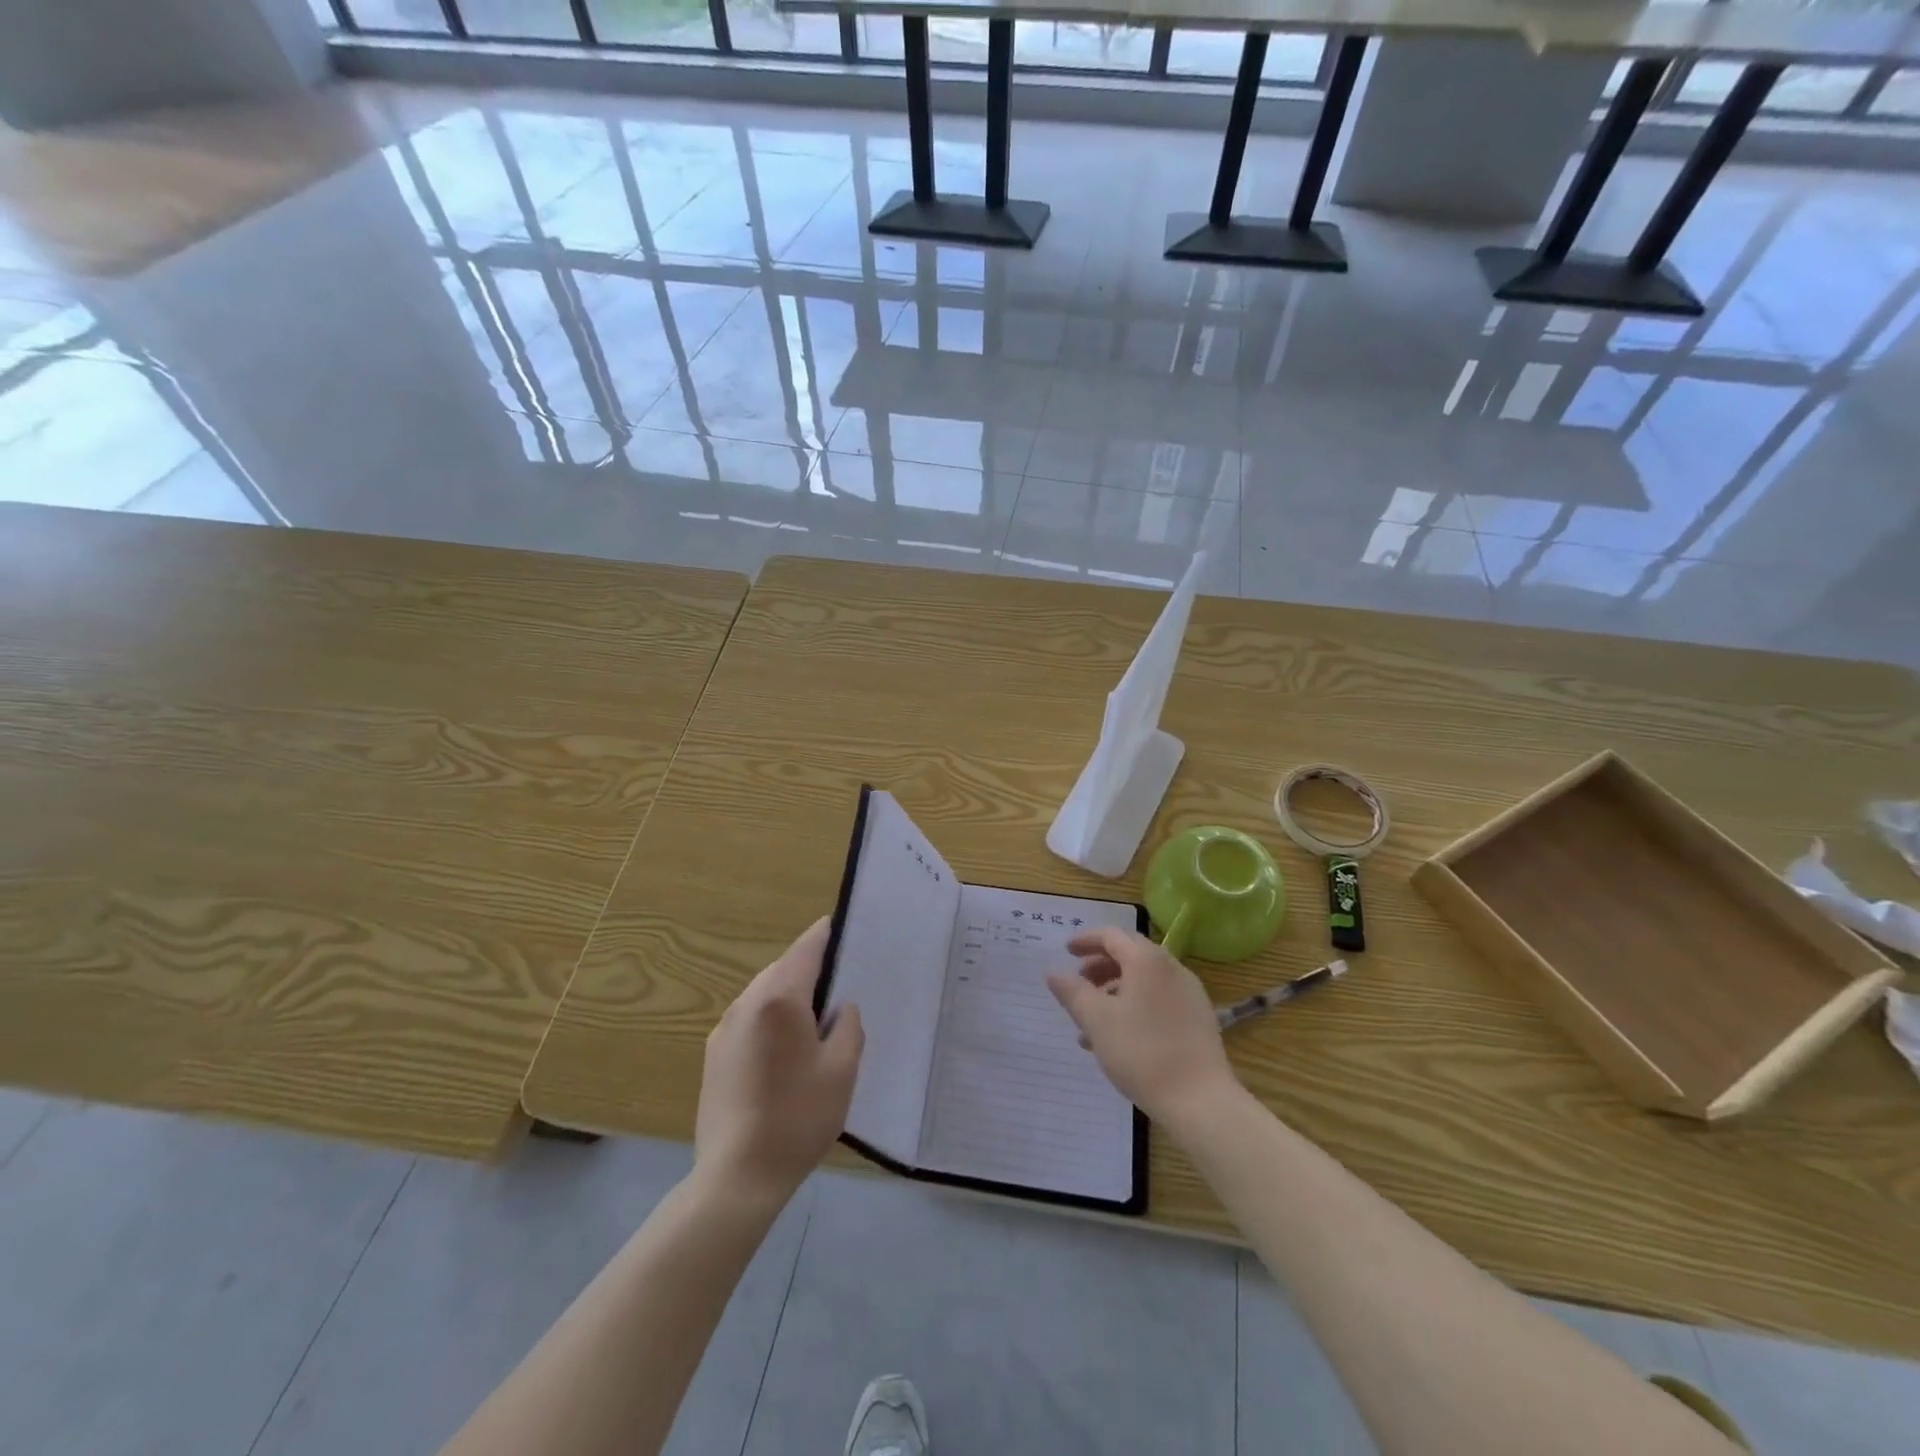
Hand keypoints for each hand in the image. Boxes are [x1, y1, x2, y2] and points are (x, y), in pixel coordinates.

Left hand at [694, 917, 863, 1206]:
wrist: (736, 1178)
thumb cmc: (797, 1117)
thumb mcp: (842, 1070)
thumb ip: (848, 1026)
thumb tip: (840, 1008)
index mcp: (779, 999)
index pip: (806, 949)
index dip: (826, 934)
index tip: (842, 926)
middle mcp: (746, 1003)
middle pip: (783, 969)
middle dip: (810, 969)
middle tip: (841, 984)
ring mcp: (724, 1029)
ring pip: (764, 994)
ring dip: (789, 995)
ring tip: (817, 1020)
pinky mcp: (714, 1055)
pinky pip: (749, 1019)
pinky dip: (771, 1018)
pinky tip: (786, 1051)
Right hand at [1047, 927, 1237, 1125]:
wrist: (1200, 1101)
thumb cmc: (1142, 1052)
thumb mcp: (1097, 1021)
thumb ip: (1073, 992)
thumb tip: (1053, 972)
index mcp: (1147, 960)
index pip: (1112, 936)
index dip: (1086, 940)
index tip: (1066, 951)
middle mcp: (1171, 968)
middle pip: (1130, 955)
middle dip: (1100, 966)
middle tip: (1079, 983)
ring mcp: (1189, 994)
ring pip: (1144, 980)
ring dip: (1115, 991)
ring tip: (1092, 1021)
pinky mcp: (1198, 1019)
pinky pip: (1159, 999)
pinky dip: (1135, 1005)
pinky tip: (1119, 1038)